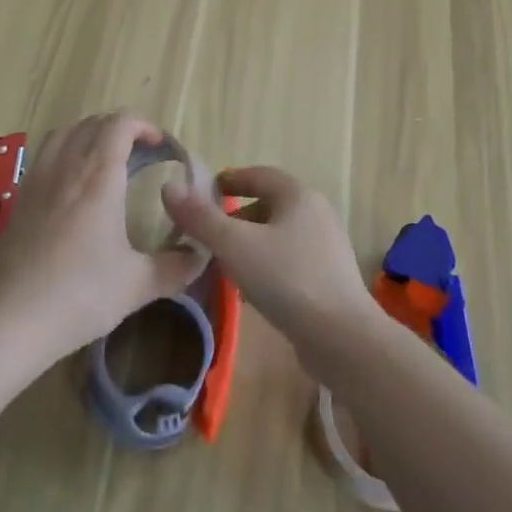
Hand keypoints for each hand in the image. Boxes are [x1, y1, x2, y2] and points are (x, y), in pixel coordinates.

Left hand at [0, 113, 205, 362]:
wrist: (9, 321)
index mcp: (99, 177)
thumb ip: (175, 267)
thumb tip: (200, 256)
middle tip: (140, 154)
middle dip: (120, 128)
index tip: (161, 147)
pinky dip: (65, 151)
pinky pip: (45, 154)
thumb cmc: (79, 296)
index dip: (144, 126)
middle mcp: (67, 167)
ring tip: (105, 159)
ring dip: (89, 134)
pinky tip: (72, 184)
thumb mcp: (137, 285)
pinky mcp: (19, 198)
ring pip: (65, 133)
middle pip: (93, 123)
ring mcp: (38, 180)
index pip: (120, 124)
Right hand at [160, 166, 373, 365]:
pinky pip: (291, 259)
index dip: (230, 180)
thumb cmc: (286, 279)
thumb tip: (169, 188)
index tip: (206, 192)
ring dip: (251, 243)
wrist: (342, 337)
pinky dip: (268, 264)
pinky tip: (253, 290)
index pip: (259, 174)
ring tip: (225, 265)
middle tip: (209, 235)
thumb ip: (201, 218)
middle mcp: (317, 212)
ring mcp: (327, 245)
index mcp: (298, 195)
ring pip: (279, 234)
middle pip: (269, 204)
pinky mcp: (330, 276)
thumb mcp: (235, 246)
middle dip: (237, 217)